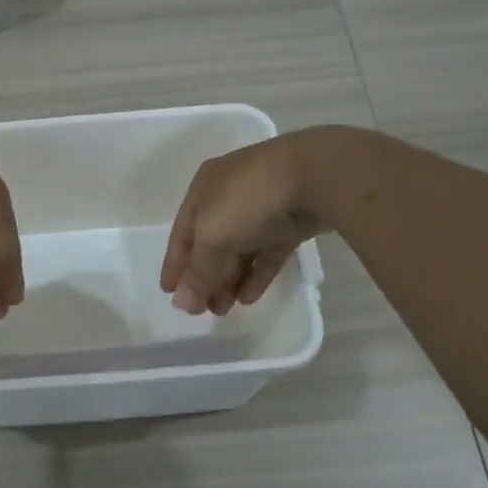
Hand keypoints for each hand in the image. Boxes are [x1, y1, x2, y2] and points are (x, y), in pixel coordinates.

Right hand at [160, 127, 371, 314]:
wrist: (319, 176)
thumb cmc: (250, 200)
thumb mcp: (213, 237)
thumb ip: (198, 273)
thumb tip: (181, 304)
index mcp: (204, 188)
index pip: (181, 232)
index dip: (174, 264)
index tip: (169, 293)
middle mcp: (230, 194)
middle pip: (211, 242)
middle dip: (204, 276)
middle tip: (202, 310)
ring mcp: (264, 207)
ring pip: (240, 249)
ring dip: (228, 280)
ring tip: (224, 310)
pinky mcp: (292, 221)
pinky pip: (268, 252)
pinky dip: (256, 274)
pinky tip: (249, 298)